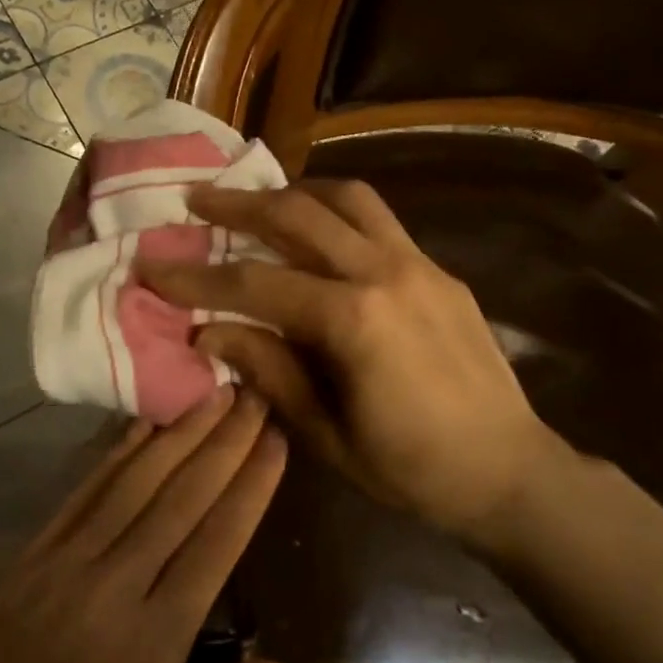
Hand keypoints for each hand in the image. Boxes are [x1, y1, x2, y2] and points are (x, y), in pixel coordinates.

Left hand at [0, 390, 291, 662]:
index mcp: (146, 648)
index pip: (214, 545)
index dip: (249, 487)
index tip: (276, 440)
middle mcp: (105, 590)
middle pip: (178, 499)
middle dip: (223, 442)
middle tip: (254, 394)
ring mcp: (58, 568)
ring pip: (131, 483)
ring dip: (177, 434)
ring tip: (212, 393)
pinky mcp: (22, 562)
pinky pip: (79, 494)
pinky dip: (115, 453)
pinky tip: (140, 425)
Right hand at [137, 181, 578, 540]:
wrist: (510, 471)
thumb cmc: (413, 469)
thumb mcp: (326, 434)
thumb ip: (268, 369)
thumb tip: (208, 330)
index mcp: (354, 320)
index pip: (256, 283)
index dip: (197, 277)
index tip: (152, 267)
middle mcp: (386, 272)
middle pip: (298, 215)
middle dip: (239, 204)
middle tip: (195, 198)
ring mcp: (419, 263)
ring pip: (347, 196)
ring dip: (295, 191)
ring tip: (259, 200)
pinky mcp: (439, 269)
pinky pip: (380, 220)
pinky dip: (337, 210)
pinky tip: (318, 231)